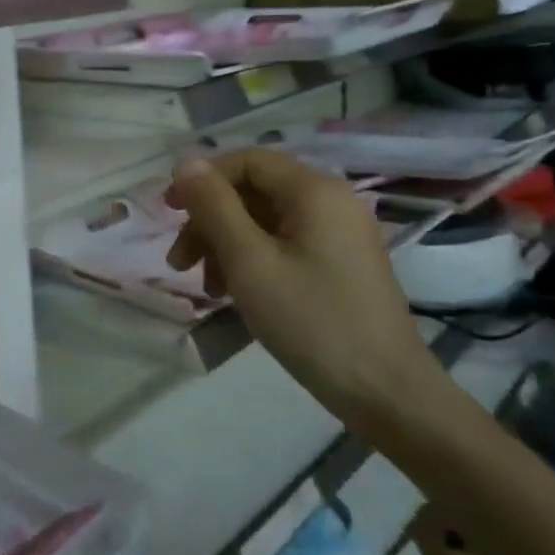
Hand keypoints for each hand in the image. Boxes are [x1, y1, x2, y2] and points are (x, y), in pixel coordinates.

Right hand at [165, 150, 445, 430]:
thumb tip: (186, 164)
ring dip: (227, 245)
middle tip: (180, 263)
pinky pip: (285, 244)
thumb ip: (215, 207)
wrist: (386, 393)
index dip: (203, 179)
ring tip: (207, 287)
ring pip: (266, 220)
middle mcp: (331, 201)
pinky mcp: (341, 263)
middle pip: (255, 191)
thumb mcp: (250, 262)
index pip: (247, 161)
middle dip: (211, 220)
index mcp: (314, 190)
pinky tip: (236, 293)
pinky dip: (254, 260)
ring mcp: (340, 233)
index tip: (168, 211)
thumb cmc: (312, 322)